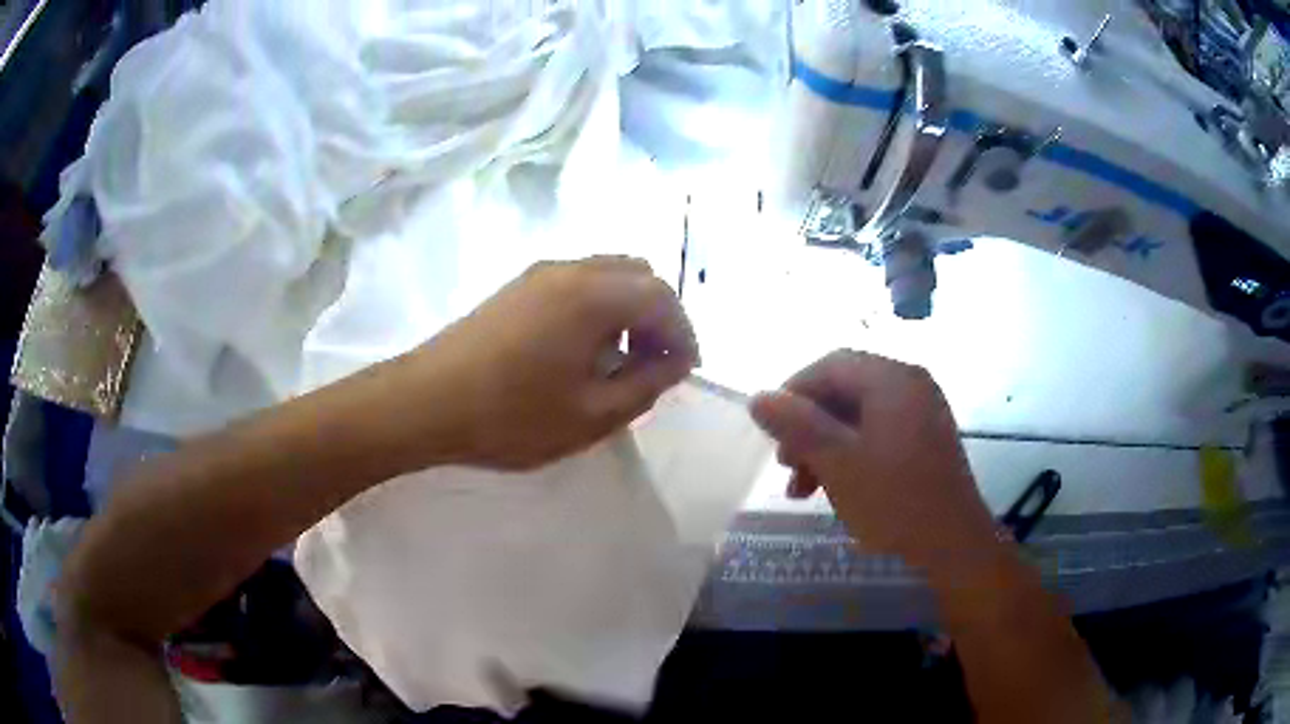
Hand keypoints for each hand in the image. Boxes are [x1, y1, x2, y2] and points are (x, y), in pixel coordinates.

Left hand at [390, 257, 697, 470]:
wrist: (425, 403)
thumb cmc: (512, 416)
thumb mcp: (591, 415)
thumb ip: (644, 386)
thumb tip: (673, 363)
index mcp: (594, 295)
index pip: (662, 297)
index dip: (683, 333)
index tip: (685, 371)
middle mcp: (571, 269)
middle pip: (638, 274)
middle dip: (659, 315)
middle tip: (656, 363)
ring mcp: (539, 274)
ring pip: (606, 274)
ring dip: (628, 309)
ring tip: (621, 359)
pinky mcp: (517, 286)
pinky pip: (577, 282)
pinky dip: (598, 306)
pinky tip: (582, 349)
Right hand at [749, 350, 996, 569]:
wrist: (953, 542)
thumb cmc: (894, 500)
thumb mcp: (838, 463)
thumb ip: (797, 426)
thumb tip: (759, 397)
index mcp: (891, 379)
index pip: (830, 366)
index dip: (793, 393)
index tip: (770, 431)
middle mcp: (910, 384)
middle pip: (844, 390)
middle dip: (808, 426)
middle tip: (786, 466)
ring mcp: (922, 411)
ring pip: (859, 415)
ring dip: (825, 445)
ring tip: (803, 487)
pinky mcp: (926, 438)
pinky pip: (879, 432)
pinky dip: (851, 453)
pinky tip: (836, 487)